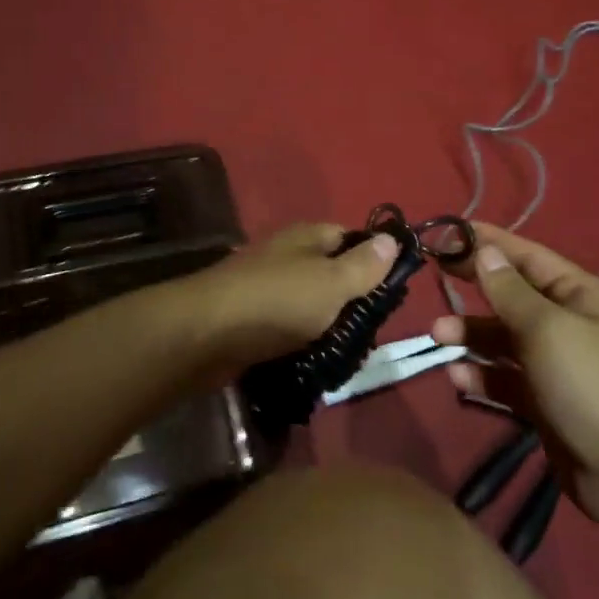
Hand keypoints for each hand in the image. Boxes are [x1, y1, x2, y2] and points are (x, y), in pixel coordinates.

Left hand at [176, 221, 398, 372]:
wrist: (206, 334)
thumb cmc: (277, 301)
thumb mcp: (331, 281)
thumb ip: (363, 264)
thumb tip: (391, 239)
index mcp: (306, 237)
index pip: (348, 237)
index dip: (372, 259)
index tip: (392, 291)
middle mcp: (286, 256)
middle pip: (330, 272)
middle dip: (352, 300)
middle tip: (373, 330)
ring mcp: (267, 288)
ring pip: (310, 303)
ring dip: (329, 326)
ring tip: (350, 353)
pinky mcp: (252, 320)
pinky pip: (289, 327)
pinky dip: (304, 342)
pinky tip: (317, 361)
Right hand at [433, 224, 598, 529]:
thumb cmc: (592, 385)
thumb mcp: (547, 328)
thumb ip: (510, 291)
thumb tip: (485, 251)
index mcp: (579, 295)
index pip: (526, 256)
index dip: (488, 243)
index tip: (446, 233)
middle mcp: (568, 324)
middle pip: (511, 297)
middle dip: (474, 291)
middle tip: (434, 281)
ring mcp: (556, 366)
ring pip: (503, 340)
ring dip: (471, 336)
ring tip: (438, 338)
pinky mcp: (545, 403)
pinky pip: (506, 380)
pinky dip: (482, 376)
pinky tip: (458, 378)